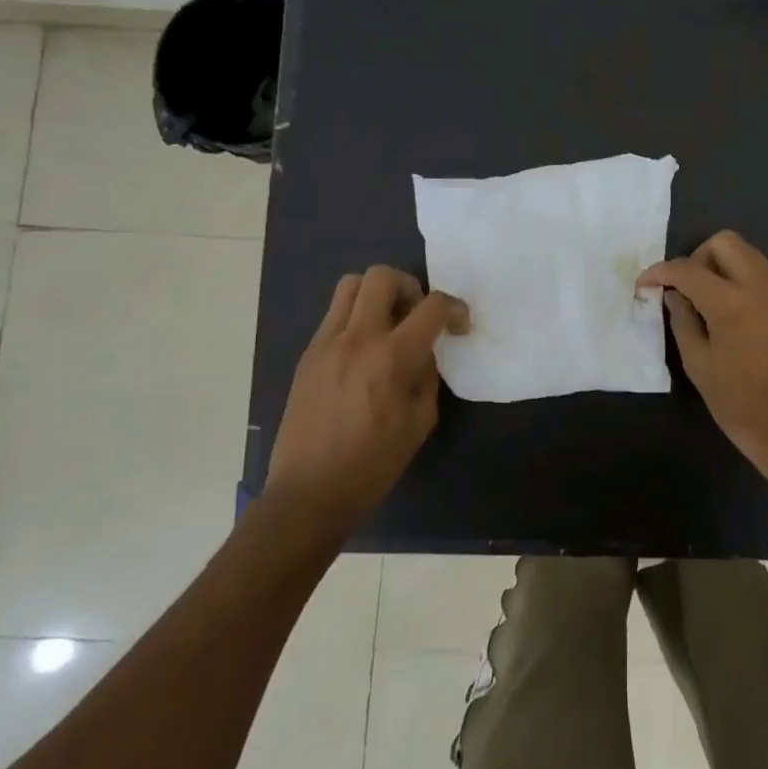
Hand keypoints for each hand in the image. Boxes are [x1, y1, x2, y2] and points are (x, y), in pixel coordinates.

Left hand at [268, 266, 468, 531]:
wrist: (309, 492)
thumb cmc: (373, 464)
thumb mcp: (419, 421)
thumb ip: (426, 375)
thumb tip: (423, 352)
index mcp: (390, 358)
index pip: (431, 307)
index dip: (455, 308)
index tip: (459, 326)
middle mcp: (356, 338)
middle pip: (382, 276)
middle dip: (410, 287)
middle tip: (417, 316)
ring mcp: (326, 342)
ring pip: (351, 285)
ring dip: (378, 294)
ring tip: (389, 326)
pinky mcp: (308, 354)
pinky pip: (335, 315)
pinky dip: (356, 317)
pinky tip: (364, 352)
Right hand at [638, 231, 767, 488]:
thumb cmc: (740, 404)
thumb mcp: (699, 365)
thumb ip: (683, 322)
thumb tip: (675, 296)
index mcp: (732, 301)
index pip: (688, 269)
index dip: (660, 272)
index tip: (645, 285)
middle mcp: (762, 287)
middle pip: (726, 242)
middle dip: (698, 257)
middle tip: (686, 289)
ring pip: (750, 257)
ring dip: (723, 268)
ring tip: (709, 304)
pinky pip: (766, 280)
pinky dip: (744, 285)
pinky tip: (737, 321)